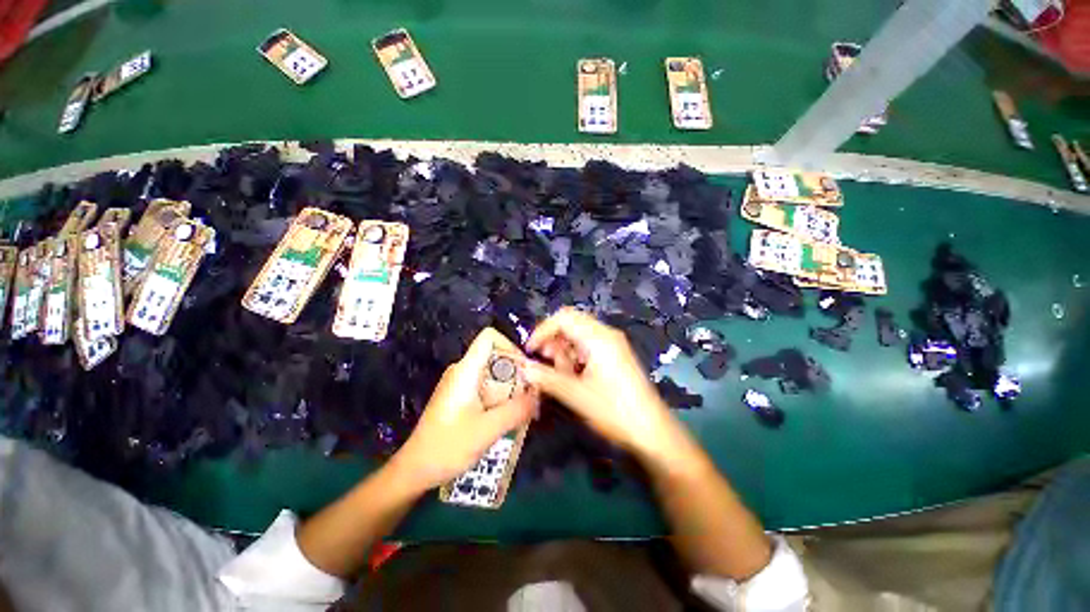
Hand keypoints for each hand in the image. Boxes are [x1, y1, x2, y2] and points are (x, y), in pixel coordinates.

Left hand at [390, 327, 538, 492]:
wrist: (415, 470)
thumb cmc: (447, 447)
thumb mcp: (487, 430)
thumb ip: (516, 410)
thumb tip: (539, 395)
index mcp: (465, 370)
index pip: (489, 337)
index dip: (511, 346)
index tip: (525, 370)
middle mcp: (463, 370)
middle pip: (496, 356)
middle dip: (517, 374)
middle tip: (530, 398)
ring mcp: (461, 383)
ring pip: (494, 373)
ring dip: (511, 389)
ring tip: (523, 412)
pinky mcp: (461, 396)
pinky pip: (488, 386)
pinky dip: (502, 397)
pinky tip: (507, 418)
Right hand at [524, 308, 686, 460]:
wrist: (652, 431)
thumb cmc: (614, 411)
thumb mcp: (576, 394)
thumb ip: (547, 378)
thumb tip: (523, 367)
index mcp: (598, 338)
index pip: (563, 318)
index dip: (543, 330)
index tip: (530, 350)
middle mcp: (606, 334)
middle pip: (571, 323)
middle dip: (553, 340)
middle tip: (544, 361)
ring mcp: (613, 344)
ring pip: (579, 335)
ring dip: (564, 350)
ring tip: (560, 373)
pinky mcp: (615, 355)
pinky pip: (589, 346)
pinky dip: (575, 356)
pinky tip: (574, 375)